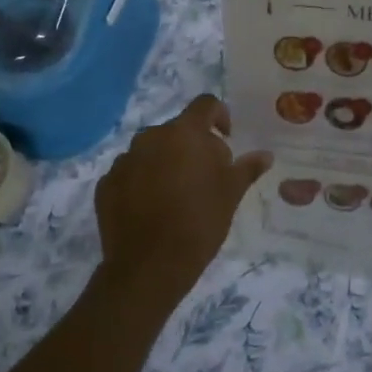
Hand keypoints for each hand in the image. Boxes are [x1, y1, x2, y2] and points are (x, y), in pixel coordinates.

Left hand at [94, 95, 272, 302]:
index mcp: (184, 133)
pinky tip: (152, 208)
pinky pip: (130, 172)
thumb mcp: (231, 194)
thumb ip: (247, 168)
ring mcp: (124, 159)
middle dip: (193, 145)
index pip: (205, 104)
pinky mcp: (106, 183)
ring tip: (177, 193)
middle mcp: (151, 137)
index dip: (220, 116)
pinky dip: (142, 181)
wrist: (148, 267)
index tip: (227, 138)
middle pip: (177, 129)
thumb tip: (265, 155)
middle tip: (206, 175)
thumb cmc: (199, 223)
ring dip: (166, 161)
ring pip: (152, 150)